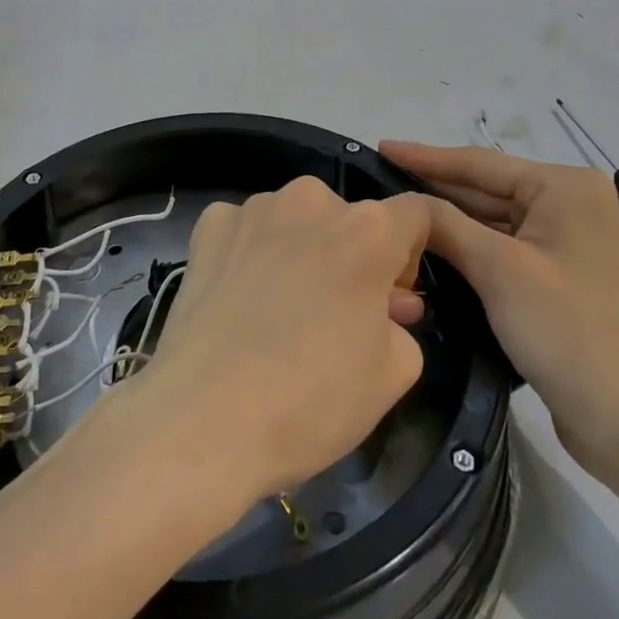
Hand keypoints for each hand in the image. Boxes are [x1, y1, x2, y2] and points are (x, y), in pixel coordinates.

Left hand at [136, 177, 429, 498]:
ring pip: (295, 221)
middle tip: (339, 314)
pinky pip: (246, 229)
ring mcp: (254, 207)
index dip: (414, 252)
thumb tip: (386, 304)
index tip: (394, 295)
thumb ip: (401, 322)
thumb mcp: (392, 374)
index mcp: (367, 230)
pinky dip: (252, 252)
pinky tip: (240, 298)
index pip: (414, 213)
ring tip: (280, 311)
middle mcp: (311, 199)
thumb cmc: (311, 400)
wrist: (203, 419)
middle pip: (348, 218)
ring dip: (301, 251)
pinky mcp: (209, 224)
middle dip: (353, 257)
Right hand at [380, 141, 618, 481]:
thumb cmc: (570, 331)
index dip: (424, 157)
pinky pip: (501, 252)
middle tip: (378, 181)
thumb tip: (402, 205)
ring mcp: (565, 245)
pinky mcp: (558, 282)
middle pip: (486, 190)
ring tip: (394, 214)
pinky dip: (467, 251)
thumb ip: (446, 226)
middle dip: (433, 189)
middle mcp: (568, 206)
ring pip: (491, 223)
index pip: (479, 163)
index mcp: (564, 188)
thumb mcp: (499, 269)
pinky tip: (429, 251)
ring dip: (447, 222)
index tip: (379, 146)